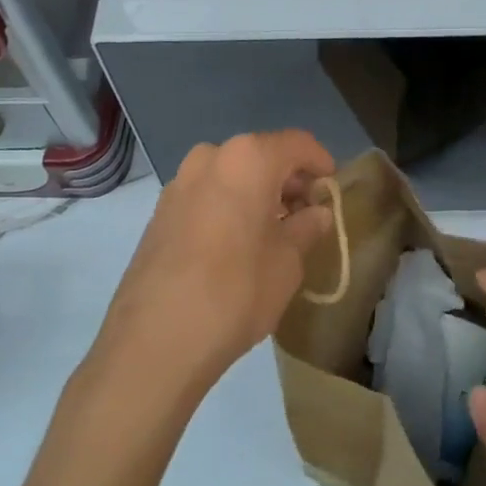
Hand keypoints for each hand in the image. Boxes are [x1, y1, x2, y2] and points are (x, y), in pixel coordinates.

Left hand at [95, 130, 335, 397]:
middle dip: (287, 180)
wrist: (154, 341)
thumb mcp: (288, 262)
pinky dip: (228, 206)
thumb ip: (307, 228)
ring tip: (273, 230)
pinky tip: (237, 243)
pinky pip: (207, 194)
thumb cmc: (236, 291)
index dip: (320, 162)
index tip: (332, 187)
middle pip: (261, 155)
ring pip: (231, 175)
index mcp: (248, 158)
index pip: (297, 144)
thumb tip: (317, 213)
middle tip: (306, 213)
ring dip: (256, 193)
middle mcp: (211, 157)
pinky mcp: (159, 211)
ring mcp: (180, 182)